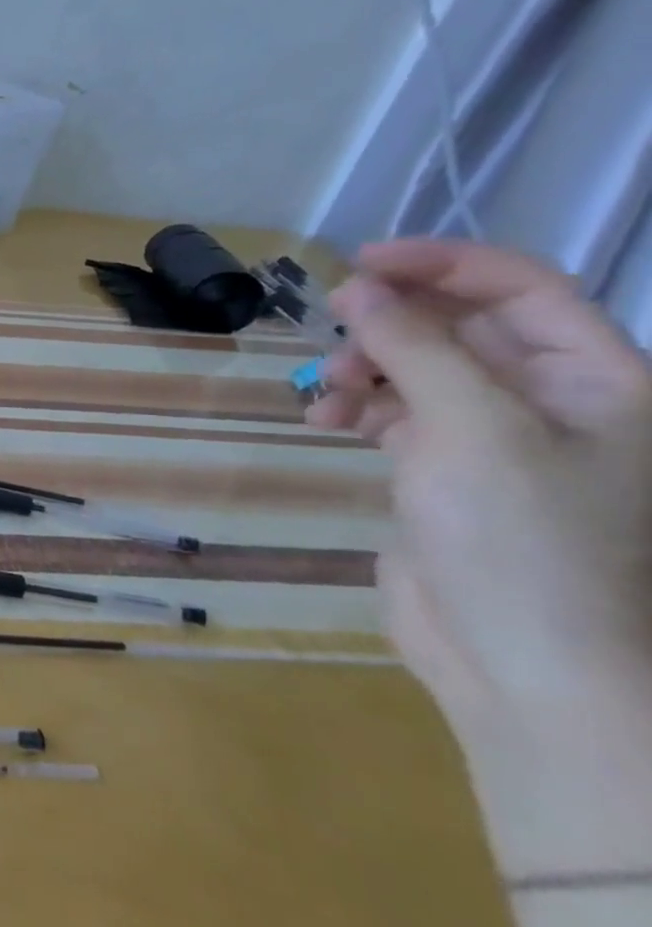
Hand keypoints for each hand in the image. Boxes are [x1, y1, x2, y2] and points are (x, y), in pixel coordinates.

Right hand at [305, 240, 651, 874]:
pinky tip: (328, 424)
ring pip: (418, 369)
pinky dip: (358, 408)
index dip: (441, 264)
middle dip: (389, 326)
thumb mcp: (470, 428)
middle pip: (461, 327)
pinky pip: (397, 413)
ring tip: (327, 400)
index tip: (357, 264)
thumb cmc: (524, 539)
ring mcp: (497, 440)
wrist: (523, 662)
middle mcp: (552, 402)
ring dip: (364, 370)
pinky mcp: (446, 472)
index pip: (521, 289)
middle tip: (332, 336)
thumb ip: (414, 348)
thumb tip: (357, 286)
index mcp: (598, 383)